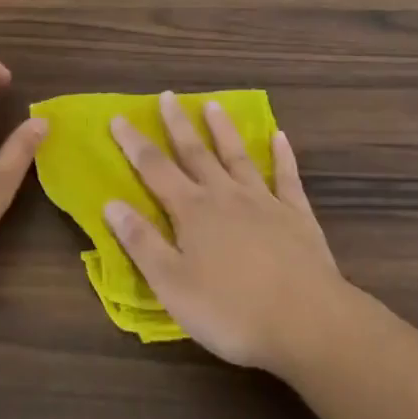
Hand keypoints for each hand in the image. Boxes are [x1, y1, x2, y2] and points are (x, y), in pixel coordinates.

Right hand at [105, 92, 346, 374]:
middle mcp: (225, 195)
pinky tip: (280, 137)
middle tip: (168, 96)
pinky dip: (282, 156)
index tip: (118, 118)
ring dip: (223, 130)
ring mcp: (264, 202)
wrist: (307, 322)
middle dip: (178, 124)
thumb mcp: (172, 284)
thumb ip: (141, 242)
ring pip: (238, 157)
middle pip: (196, 153)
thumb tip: (111, 203)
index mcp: (192, 211)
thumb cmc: (231, 311)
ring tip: (213, 104)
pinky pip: (287, 178)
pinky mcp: (297, 216)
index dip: (134, 143)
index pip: (154, 169)